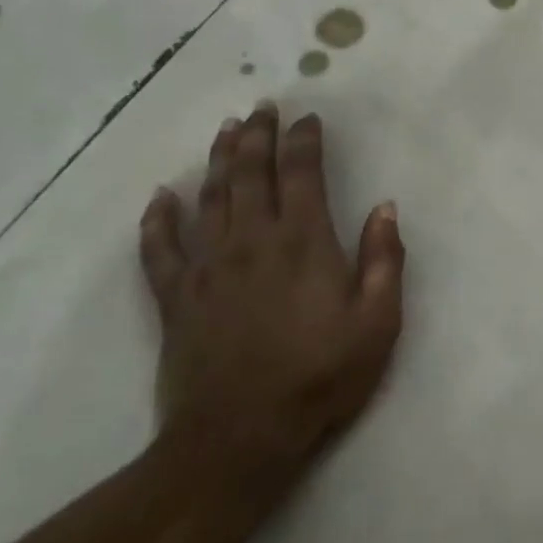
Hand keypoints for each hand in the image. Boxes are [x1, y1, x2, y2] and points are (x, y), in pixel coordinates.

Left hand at [139, 105, 405, 496]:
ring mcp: (207, 268)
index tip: (308, 118)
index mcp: (303, 242)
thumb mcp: (378, 321)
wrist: (240, 436)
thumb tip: (385, 207)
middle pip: (251, 174)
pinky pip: (159, 248)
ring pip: (209, 198)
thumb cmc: (321, 375)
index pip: (302, 174)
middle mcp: (252, 242)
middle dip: (258, 136)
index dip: (304, 141)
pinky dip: (158, 219)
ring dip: (219, 160)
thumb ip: (384, 260)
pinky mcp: (175, 299)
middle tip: (262, 107)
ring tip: (226, 130)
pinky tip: (160, 196)